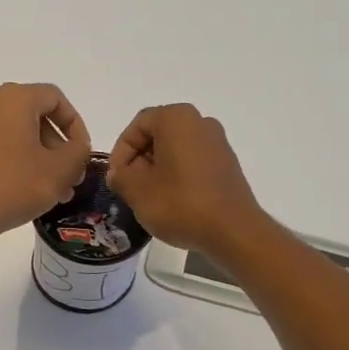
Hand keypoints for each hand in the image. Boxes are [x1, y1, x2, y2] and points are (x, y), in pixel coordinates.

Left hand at [0, 83, 92, 246]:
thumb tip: (78, 146)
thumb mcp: (61, 169)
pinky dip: (22, 164)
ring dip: (45, 159)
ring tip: (59, 191)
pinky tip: (34, 192)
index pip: (56, 99)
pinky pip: (3, 149)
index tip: (83, 153)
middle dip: (60, 147)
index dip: (76, 125)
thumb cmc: (15, 186)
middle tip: (73, 176)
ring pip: (21, 137)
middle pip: (38, 118)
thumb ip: (79, 151)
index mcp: (14, 99)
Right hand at [105, 103, 266, 256]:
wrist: (233, 231)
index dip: (120, 151)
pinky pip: (194, 162)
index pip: (138, 125)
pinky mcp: (227, 165)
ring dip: (157, 169)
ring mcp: (218, 143)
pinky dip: (178, 175)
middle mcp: (200, 122)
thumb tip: (119, 173)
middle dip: (139, 159)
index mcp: (176, 118)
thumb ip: (120, 176)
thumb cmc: (180, 204)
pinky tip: (172, 201)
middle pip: (158, 134)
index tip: (116, 177)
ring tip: (148, 197)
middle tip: (129, 187)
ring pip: (176, 149)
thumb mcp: (138, 191)